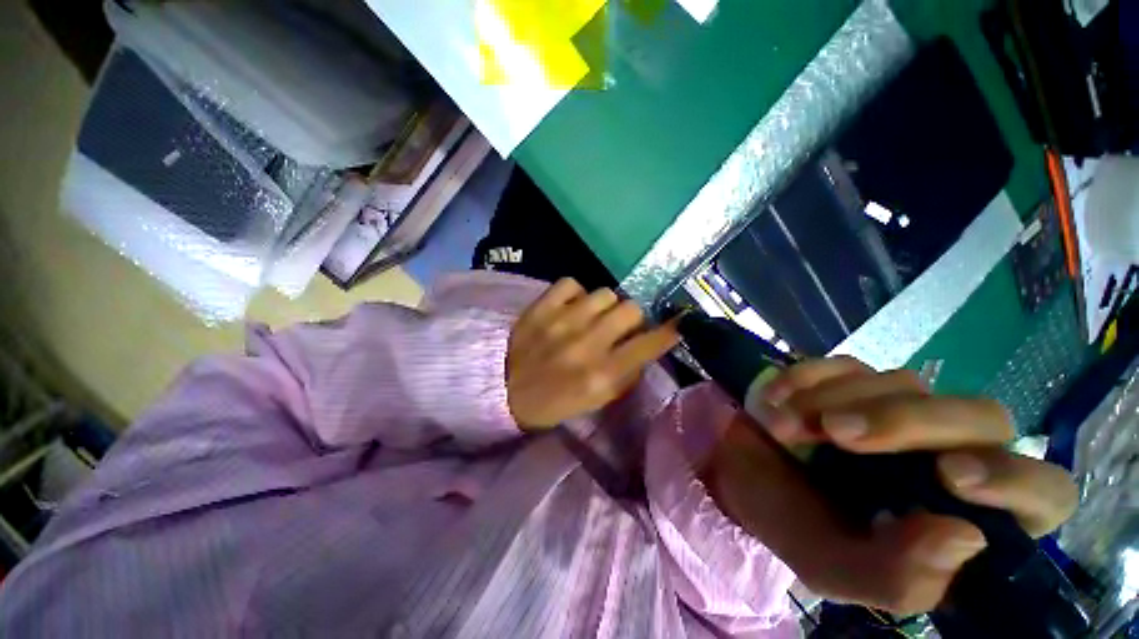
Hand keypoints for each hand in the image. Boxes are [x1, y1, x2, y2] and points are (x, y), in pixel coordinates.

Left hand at [507, 278, 678, 429]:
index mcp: (601, 374)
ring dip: (604, 305)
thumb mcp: (594, 401)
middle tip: (618, 326)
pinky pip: (572, 283)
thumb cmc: (552, 401)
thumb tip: (644, 348)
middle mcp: (587, 344)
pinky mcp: (542, 306)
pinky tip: (569, 307)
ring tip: (590, 316)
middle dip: (631, 317)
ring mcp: (563, 321)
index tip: (676, 324)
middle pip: (630, 308)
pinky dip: (574, 294)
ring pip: (604, 293)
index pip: (649, 345)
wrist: (503, 389)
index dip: (669, 332)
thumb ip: (624, 375)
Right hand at [704, 357, 1077, 615]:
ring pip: (901, 383)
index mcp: (962, 516)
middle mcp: (947, 453)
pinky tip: (773, 400)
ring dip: (829, 402)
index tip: (951, 477)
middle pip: (979, 417)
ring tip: (778, 429)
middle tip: (835, 432)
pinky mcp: (852, 379)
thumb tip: (965, 536)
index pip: (1042, 493)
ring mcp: (899, 408)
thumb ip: (897, 577)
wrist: (739, 473)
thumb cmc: (792, 525)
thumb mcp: (836, 570)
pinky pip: (843, 364)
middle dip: (904, 421)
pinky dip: (804, 379)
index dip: (1013, 480)